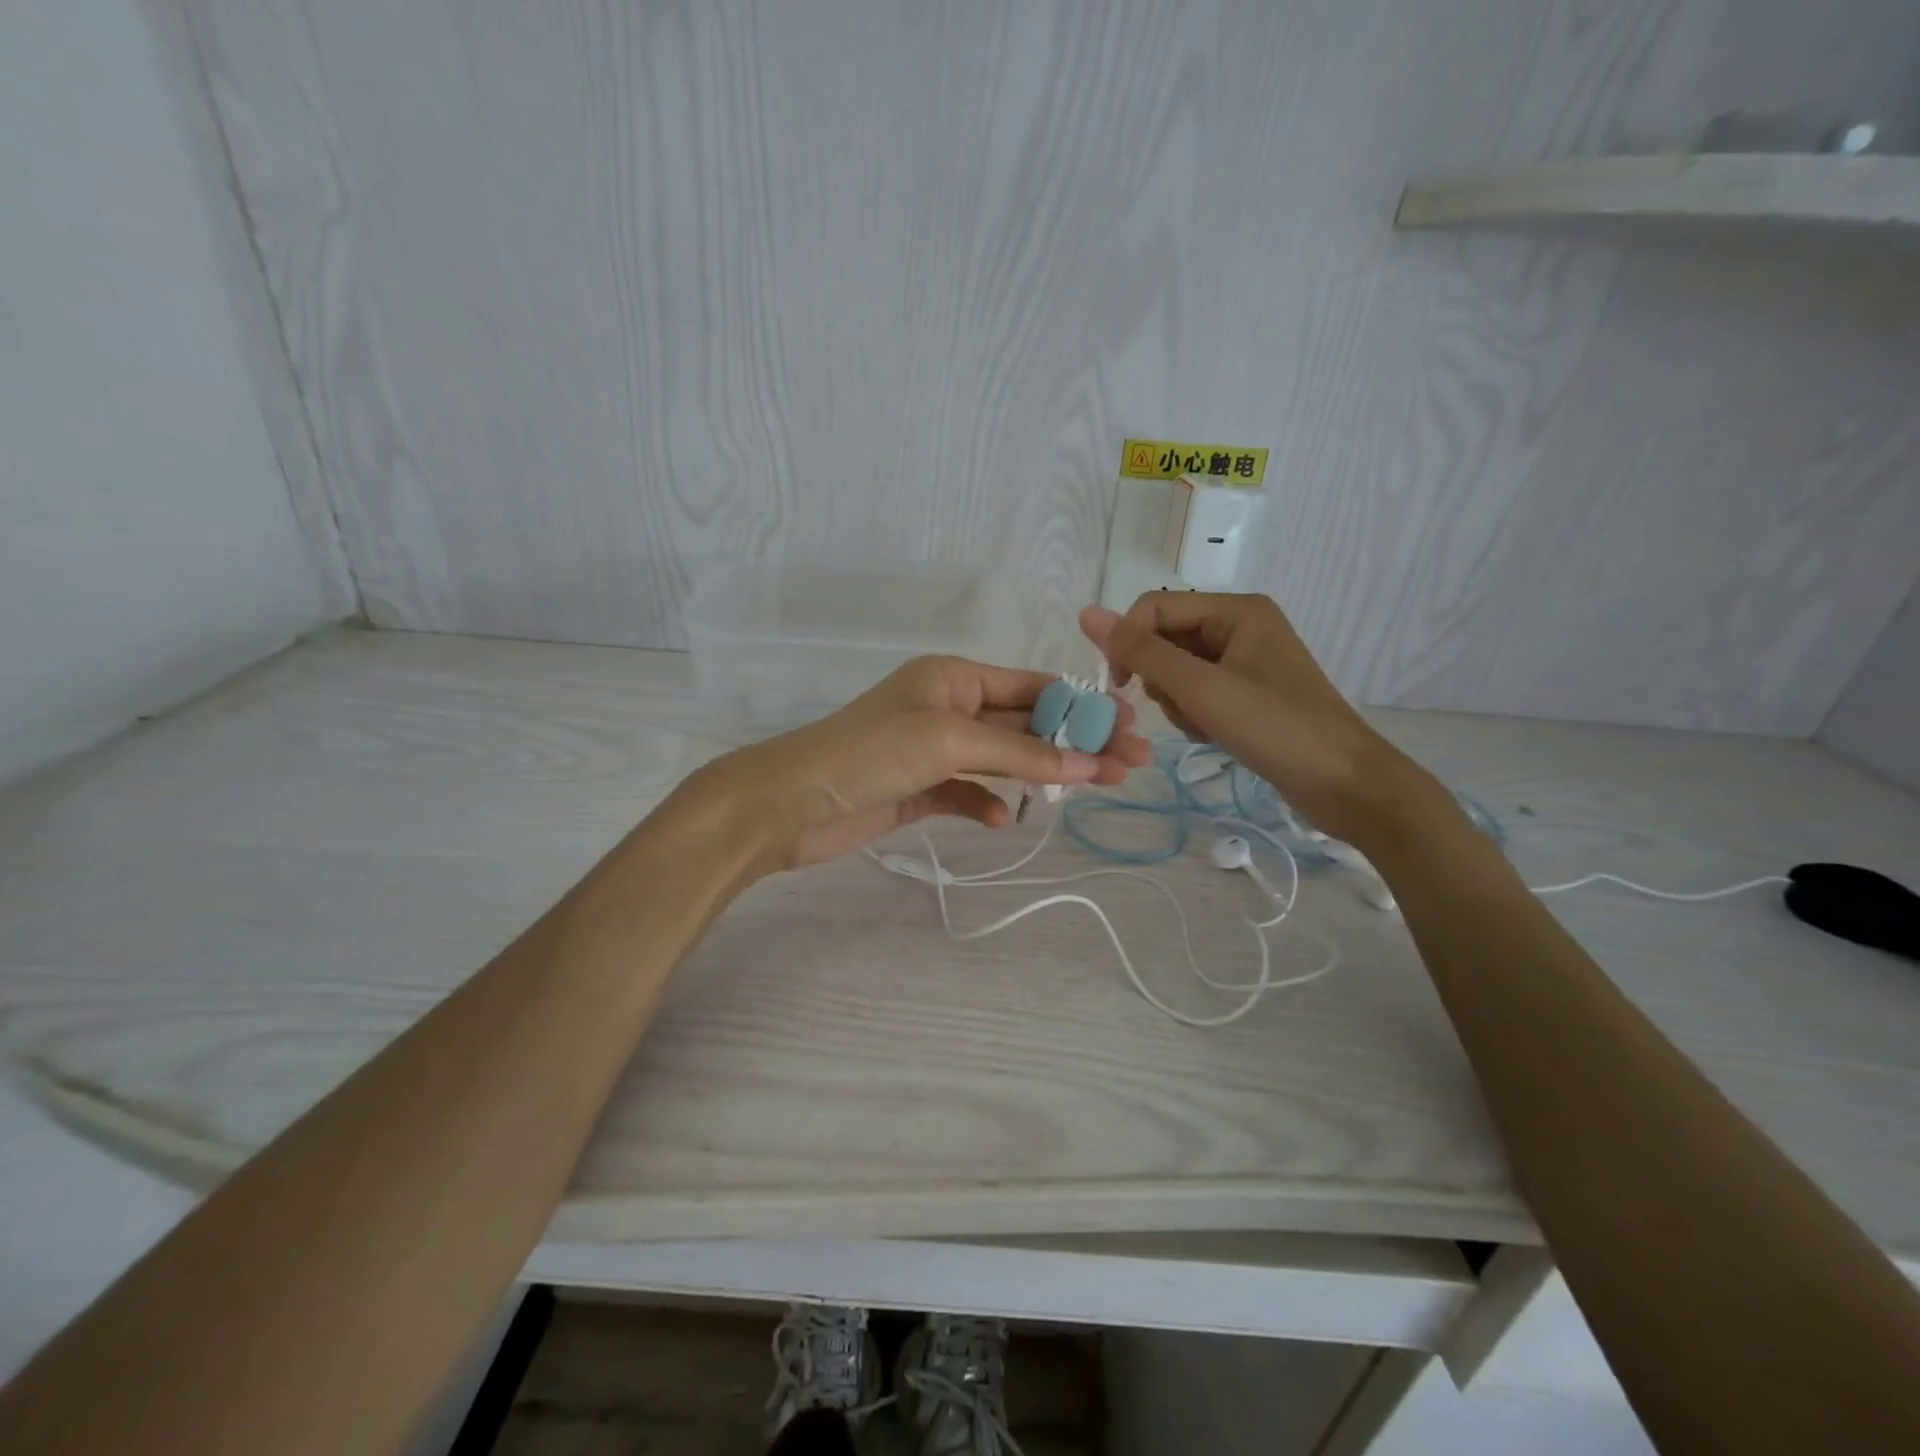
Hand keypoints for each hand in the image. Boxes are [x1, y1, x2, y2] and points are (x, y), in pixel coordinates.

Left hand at [701, 655, 1149, 872]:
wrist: (788, 804)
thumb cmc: (868, 754)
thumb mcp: (949, 742)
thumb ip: (1019, 754)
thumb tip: (1087, 763)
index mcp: (953, 678)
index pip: (1031, 687)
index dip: (1082, 706)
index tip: (1128, 727)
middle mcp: (947, 708)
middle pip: (1025, 725)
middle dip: (1074, 743)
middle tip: (1130, 765)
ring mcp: (932, 751)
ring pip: (1002, 760)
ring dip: (1040, 774)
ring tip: (1089, 792)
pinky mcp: (918, 789)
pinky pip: (967, 792)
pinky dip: (988, 803)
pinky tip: (1003, 820)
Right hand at [1080, 593, 1426, 846]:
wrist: (1345, 784)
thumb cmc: (1275, 728)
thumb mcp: (1202, 688)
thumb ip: (1142, 652)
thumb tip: (1087, 614)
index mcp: (1236, 610)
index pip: (1154, 607)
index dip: (1128, 641)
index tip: (1121, 686)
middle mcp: (1240, 626)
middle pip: (1166, 639)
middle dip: (1161, 678)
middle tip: (1184, 709)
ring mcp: (1245, 661)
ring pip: (1178, 670)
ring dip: (1177, 701)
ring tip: (1203, 727)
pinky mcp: (1247, 693)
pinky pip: (1198, 692)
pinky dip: (1194, 713)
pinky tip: (1212, 735)